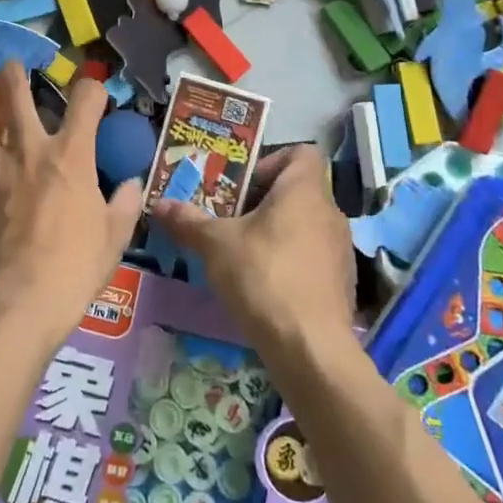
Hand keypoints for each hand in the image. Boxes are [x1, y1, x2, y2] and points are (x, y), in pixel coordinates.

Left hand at [0, 62, 143, 349]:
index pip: (86, 99)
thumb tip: (131, 185)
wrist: (20, 299)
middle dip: (13, 73)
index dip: (93, 88)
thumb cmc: (75, 267)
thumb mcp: (113, 238)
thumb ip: (123, 204)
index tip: (93, 94)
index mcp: (72, 154)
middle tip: (11, 67)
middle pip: (15, 93)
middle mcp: (31, 148)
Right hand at [151, 145, 354, 361]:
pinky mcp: (343, 284)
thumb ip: (188, 221)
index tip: (243, 185)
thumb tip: (159, 204)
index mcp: (304, 191)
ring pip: (305, 225)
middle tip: (230, 218)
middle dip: (263, 202)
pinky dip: (291, 262)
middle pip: (297, 191)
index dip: (271, 161)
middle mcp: (330, 213)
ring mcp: (341, 250)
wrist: (311, 349)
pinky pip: (313, 258)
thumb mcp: (216, 245)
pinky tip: (265, 286)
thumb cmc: (264, 277)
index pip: (301, 153)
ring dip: (276, 233)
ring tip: (243, 253)